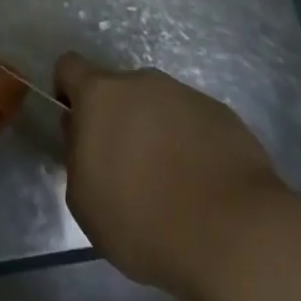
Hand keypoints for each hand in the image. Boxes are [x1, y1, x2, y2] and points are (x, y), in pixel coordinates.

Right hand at [55, 54, 287, 300]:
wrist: (232, 233)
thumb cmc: (142, 220)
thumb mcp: (84, 200)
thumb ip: (78, 155)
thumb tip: (85, 135)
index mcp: (101, 95)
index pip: (70, 66)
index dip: (68, 91)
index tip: (76, 126)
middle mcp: (143, 82)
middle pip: (119, 89)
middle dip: (117, 119)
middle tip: (125, 167)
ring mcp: (186, 94)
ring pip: (158, 105)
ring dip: (155, 131)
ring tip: (169, 182)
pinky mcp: (222, 114)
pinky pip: (193, 121)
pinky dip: (190, 143)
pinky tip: (200, 184)